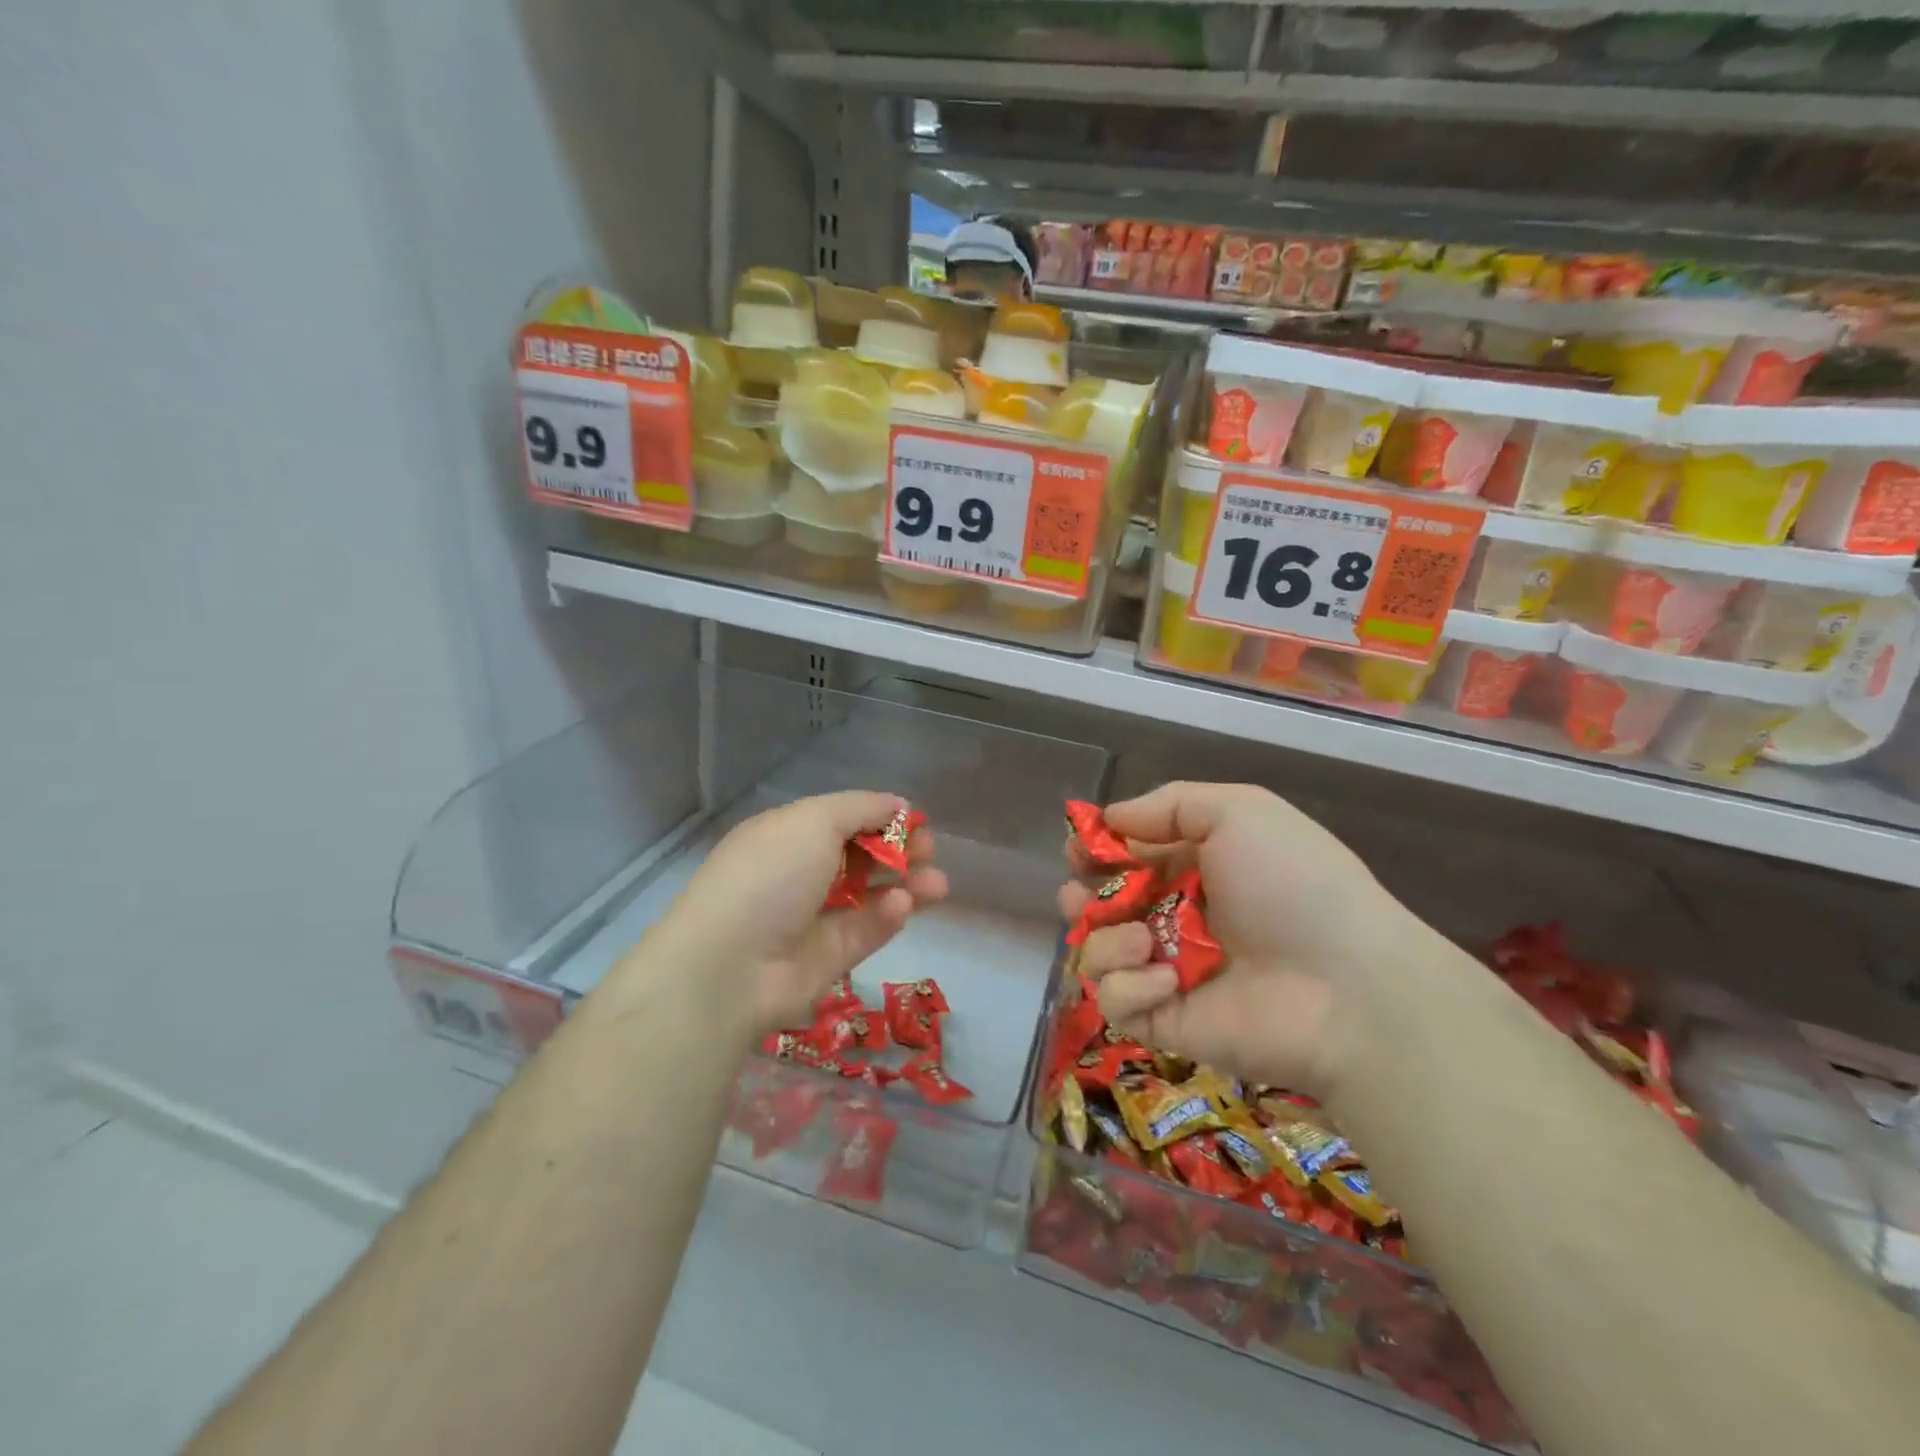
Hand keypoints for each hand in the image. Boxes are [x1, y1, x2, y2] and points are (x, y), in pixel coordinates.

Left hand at [660, 791, 947, 1039]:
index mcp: (788, 835)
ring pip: (871, 895)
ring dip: (907, 884)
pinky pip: (866, 930)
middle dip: (900, 850)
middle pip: (862, 856)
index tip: (914, 821)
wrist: (730, 965)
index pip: (843, 820)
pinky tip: (902, 905)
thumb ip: (861, 808)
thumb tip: (897, 804)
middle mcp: (800, 873)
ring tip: (937, 884)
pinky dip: (887, 916)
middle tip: (929, 852)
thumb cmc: (770, 875)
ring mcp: (814, 917)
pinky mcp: (829, 957)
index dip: (881, 818)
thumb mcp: (813, 821)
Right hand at [1060, 782, 1432, 1095]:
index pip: (1128, 858)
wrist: (1347, 987)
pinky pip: (1116, 1000)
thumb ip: (1170, 804)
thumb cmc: (1293, 884)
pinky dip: (1129, 986)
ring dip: (1106, 940)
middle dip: (1081, 897)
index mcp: (1195, 869)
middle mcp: (1176, 919)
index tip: (1080, 848)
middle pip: (1102, 907)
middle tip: (1080, 897)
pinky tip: (1166, 980)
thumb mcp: (1240, 811)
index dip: (1097, 850)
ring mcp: (1168, 972)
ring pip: (1098, 952)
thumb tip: (1111, 818)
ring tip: (1141, 941)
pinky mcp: (1164, 1021)